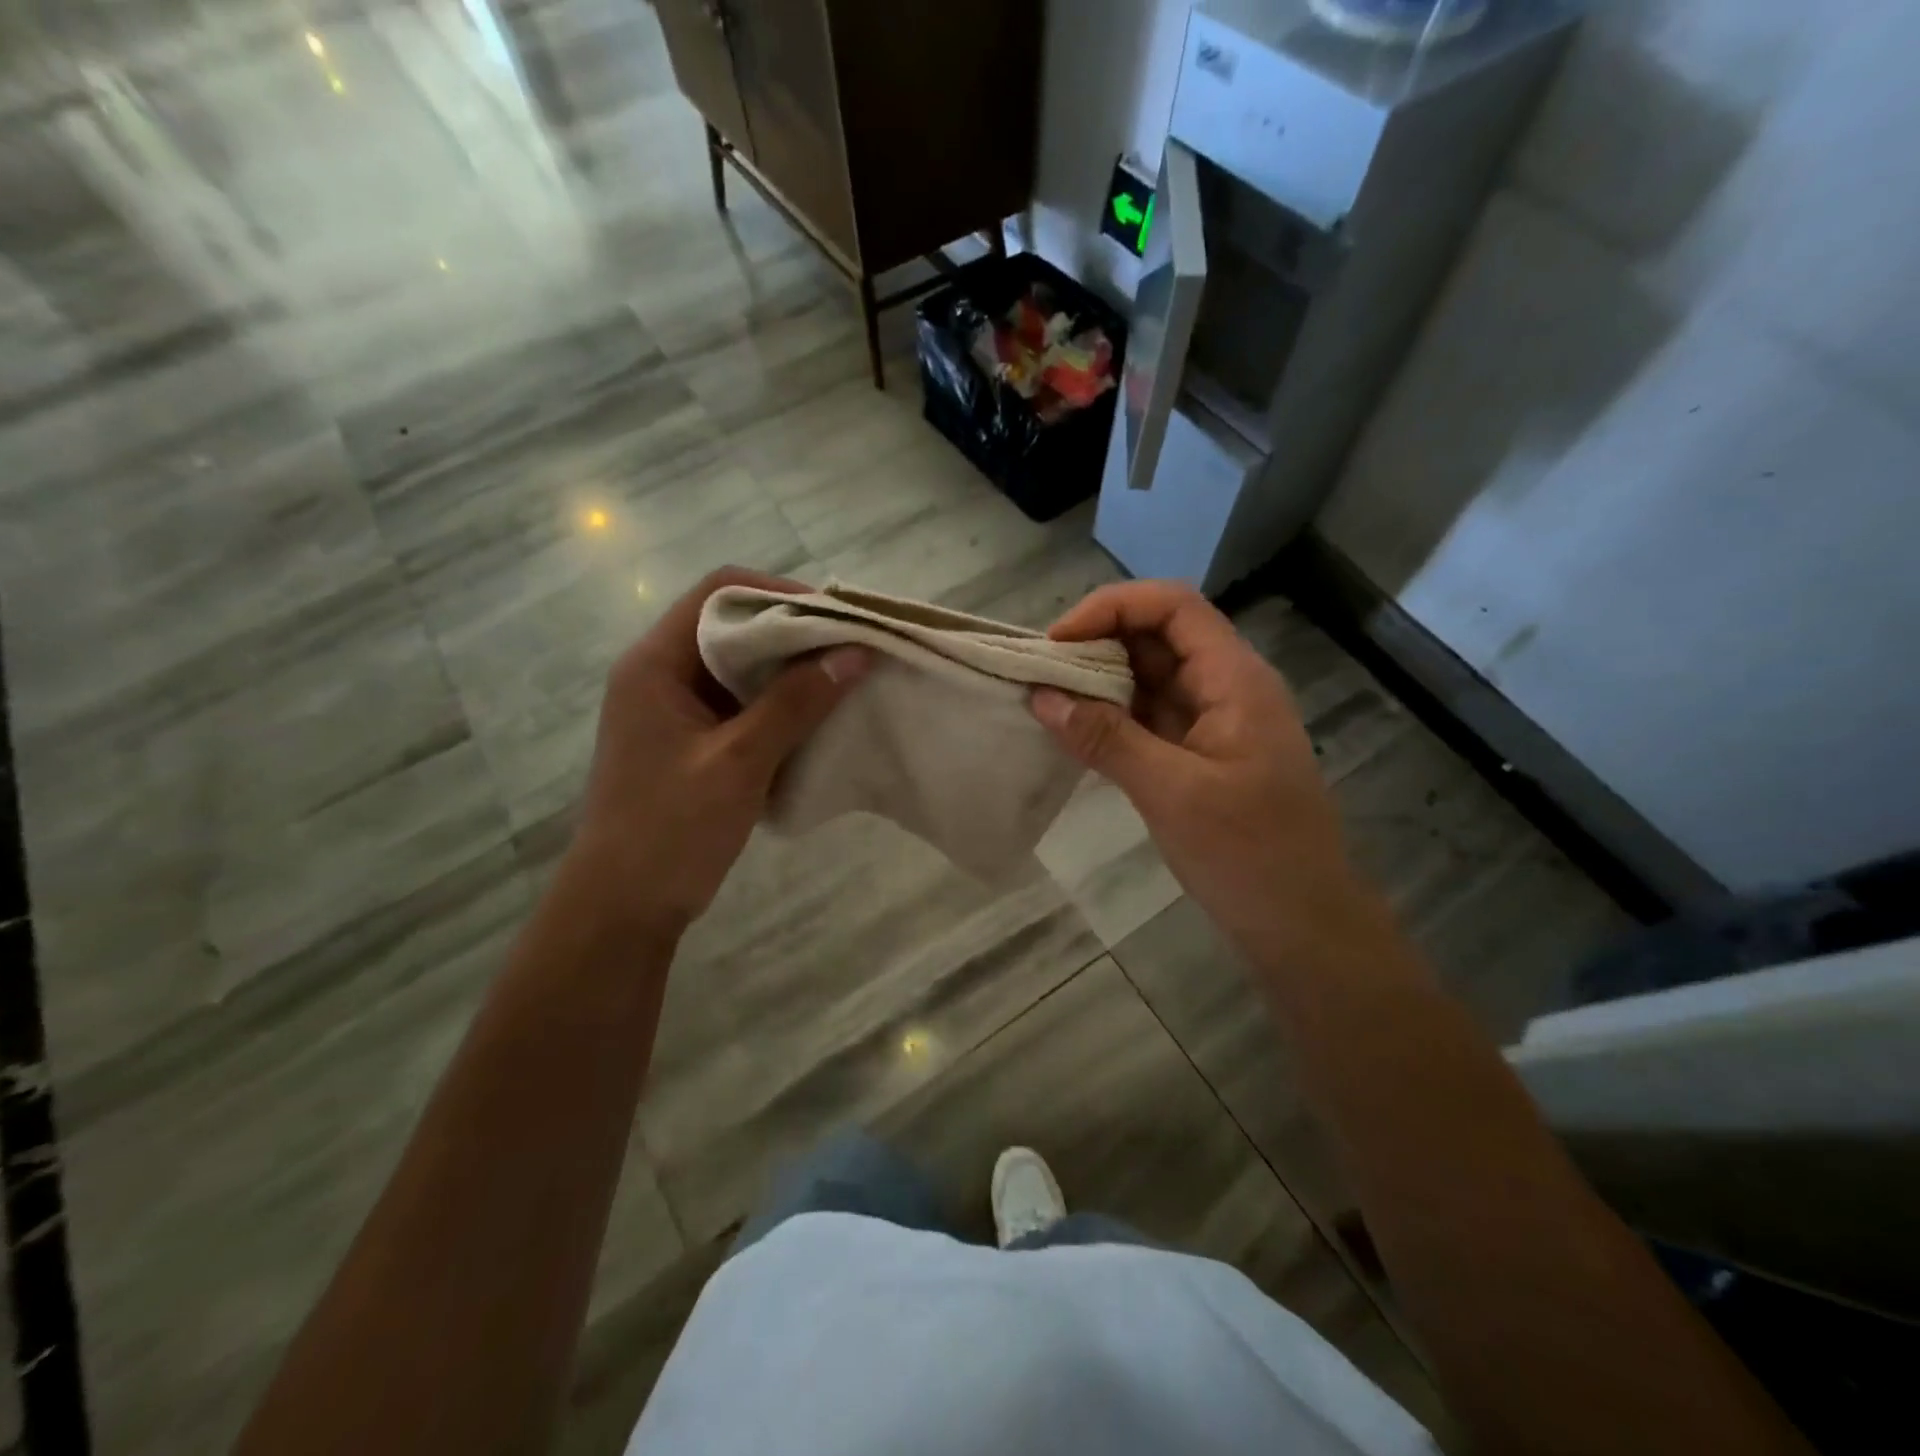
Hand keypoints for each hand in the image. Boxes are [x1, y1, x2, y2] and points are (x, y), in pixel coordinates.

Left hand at [565, 567, 869, 937]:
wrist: (624, 907)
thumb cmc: (672, 830)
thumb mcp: (739, 762)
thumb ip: (796, 703)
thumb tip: (855, 653)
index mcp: (655, 664)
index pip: (719, 593)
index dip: (779, 594)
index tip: (834, 618)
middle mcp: (660, 674)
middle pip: (731, 626)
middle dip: (792, 633)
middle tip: (848, 649)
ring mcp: (674, 709)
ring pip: (738, 666)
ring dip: (788, 670)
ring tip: (841, 679)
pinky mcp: (690, 740)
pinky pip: (739, 703)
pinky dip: (777, 703)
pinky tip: (815, 718)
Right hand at [1030, 581, 1361, 962]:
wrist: (1303, 924)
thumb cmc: (1250, 854)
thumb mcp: (1172, 793)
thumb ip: (1106, 739)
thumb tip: (1041, 697)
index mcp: (1234, 679)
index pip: (1173, 606)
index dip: (1112, 607)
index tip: (1058, 642)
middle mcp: (1225, 687)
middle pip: (1158, 636)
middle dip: (1098, 643)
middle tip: (1041, 672)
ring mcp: (1213, 722)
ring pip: (1150, 677)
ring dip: (1100, 681)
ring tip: (1046, 697)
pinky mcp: (1199, 755)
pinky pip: (1150, 717)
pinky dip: (1112, 717)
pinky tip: (1074, 731)